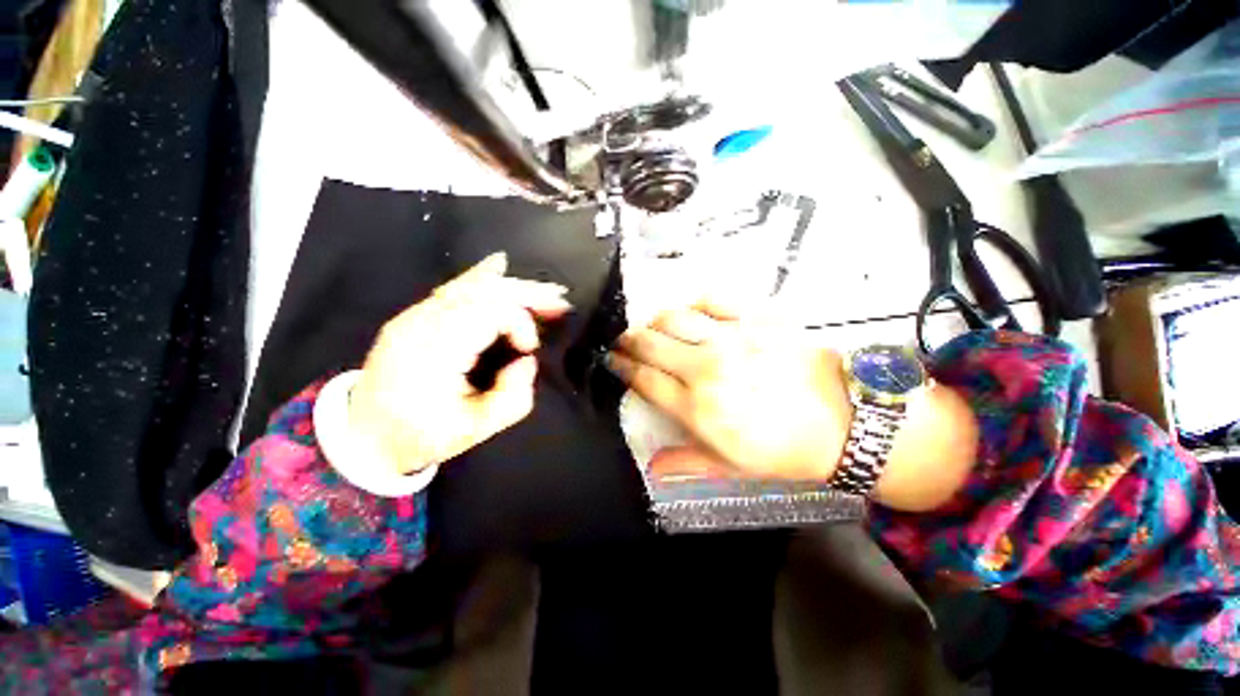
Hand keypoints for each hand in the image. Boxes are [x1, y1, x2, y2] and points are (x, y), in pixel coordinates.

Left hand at [349, 253, 570, 473]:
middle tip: (560, 299)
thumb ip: (513, 398)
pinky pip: (455, 289)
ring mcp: (414, 316)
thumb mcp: (475, 430)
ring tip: (544, 290)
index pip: (488, 312)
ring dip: (512, 286)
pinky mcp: (414, 317)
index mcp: (435, 350)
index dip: (519, 322)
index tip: (529, 348)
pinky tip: (499, 266)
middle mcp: (422, 323)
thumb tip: (525, 361)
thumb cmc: (420, 436)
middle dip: (526, 293)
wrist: (362, 437)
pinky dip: (483, 278)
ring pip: (470, 285)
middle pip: (483, 291)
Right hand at [608, 299, 852, 481]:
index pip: (644, 378)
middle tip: (624, 340)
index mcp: (696, 407)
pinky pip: (713, 300)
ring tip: (655, 327)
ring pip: (675, 317)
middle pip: (650, 343)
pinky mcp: (756, 319)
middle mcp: (705, 368)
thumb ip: (686, 461)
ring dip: (656, 321)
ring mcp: (731, 339)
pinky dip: (696, 304)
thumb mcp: (731, 465)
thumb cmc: (783, 449)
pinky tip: (694, 313)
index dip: (622, 366)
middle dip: (629, 340)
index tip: (612, 359)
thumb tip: (651, 467)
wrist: (844, 421)